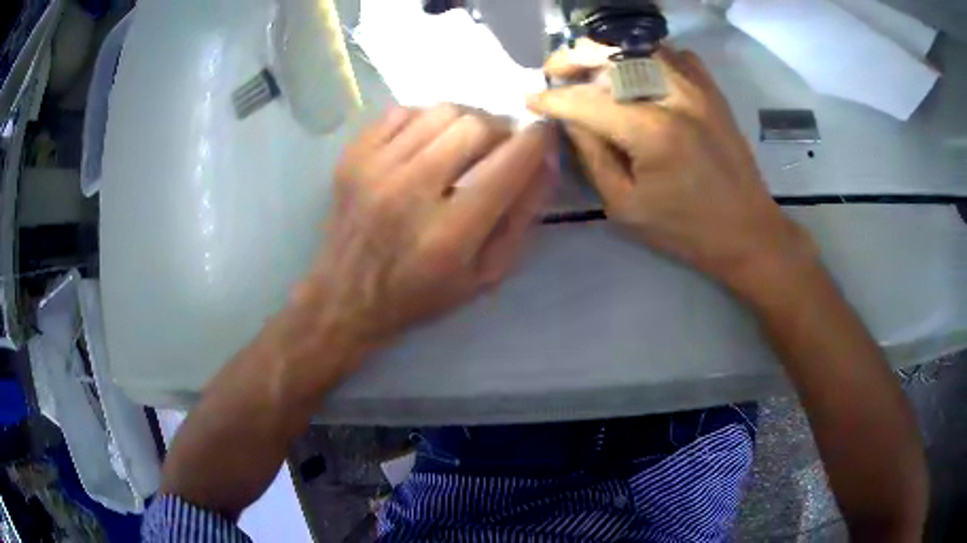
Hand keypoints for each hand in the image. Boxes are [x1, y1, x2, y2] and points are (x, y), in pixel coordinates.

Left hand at [292, 105, 551, 364]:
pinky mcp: (353, 156)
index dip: (537, 140)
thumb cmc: (422, 294)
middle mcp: (410, 191)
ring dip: (466, 121)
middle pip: (475, 126)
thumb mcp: (485, 273)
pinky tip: (427, 143)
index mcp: (450, 233)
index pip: (508, 163)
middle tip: (501, 146)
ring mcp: (375, 168)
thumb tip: (546, 159)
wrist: (346, 296)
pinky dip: (426, 120)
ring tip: (465, 144)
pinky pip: (403, 111)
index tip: (543, 134)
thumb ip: (521, 217)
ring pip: (441, 111)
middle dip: (501, 129)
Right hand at [527, 41, 815, 293]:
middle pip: (612, 55)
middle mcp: (674, 97)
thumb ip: (592, 156)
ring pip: (641, 47)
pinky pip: (674, 54)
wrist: (747, 231)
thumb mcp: (625, 206)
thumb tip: (570, 118)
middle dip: (574, 57)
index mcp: (651, 132)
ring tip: (589, 66)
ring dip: (607, 52)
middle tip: (554, 70)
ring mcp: (697, 88)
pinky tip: (637, 71)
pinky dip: (649, 55)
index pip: (586, 101)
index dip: (552, 98)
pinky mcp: (712, 91)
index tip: (531, 99)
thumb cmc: (685, 229)